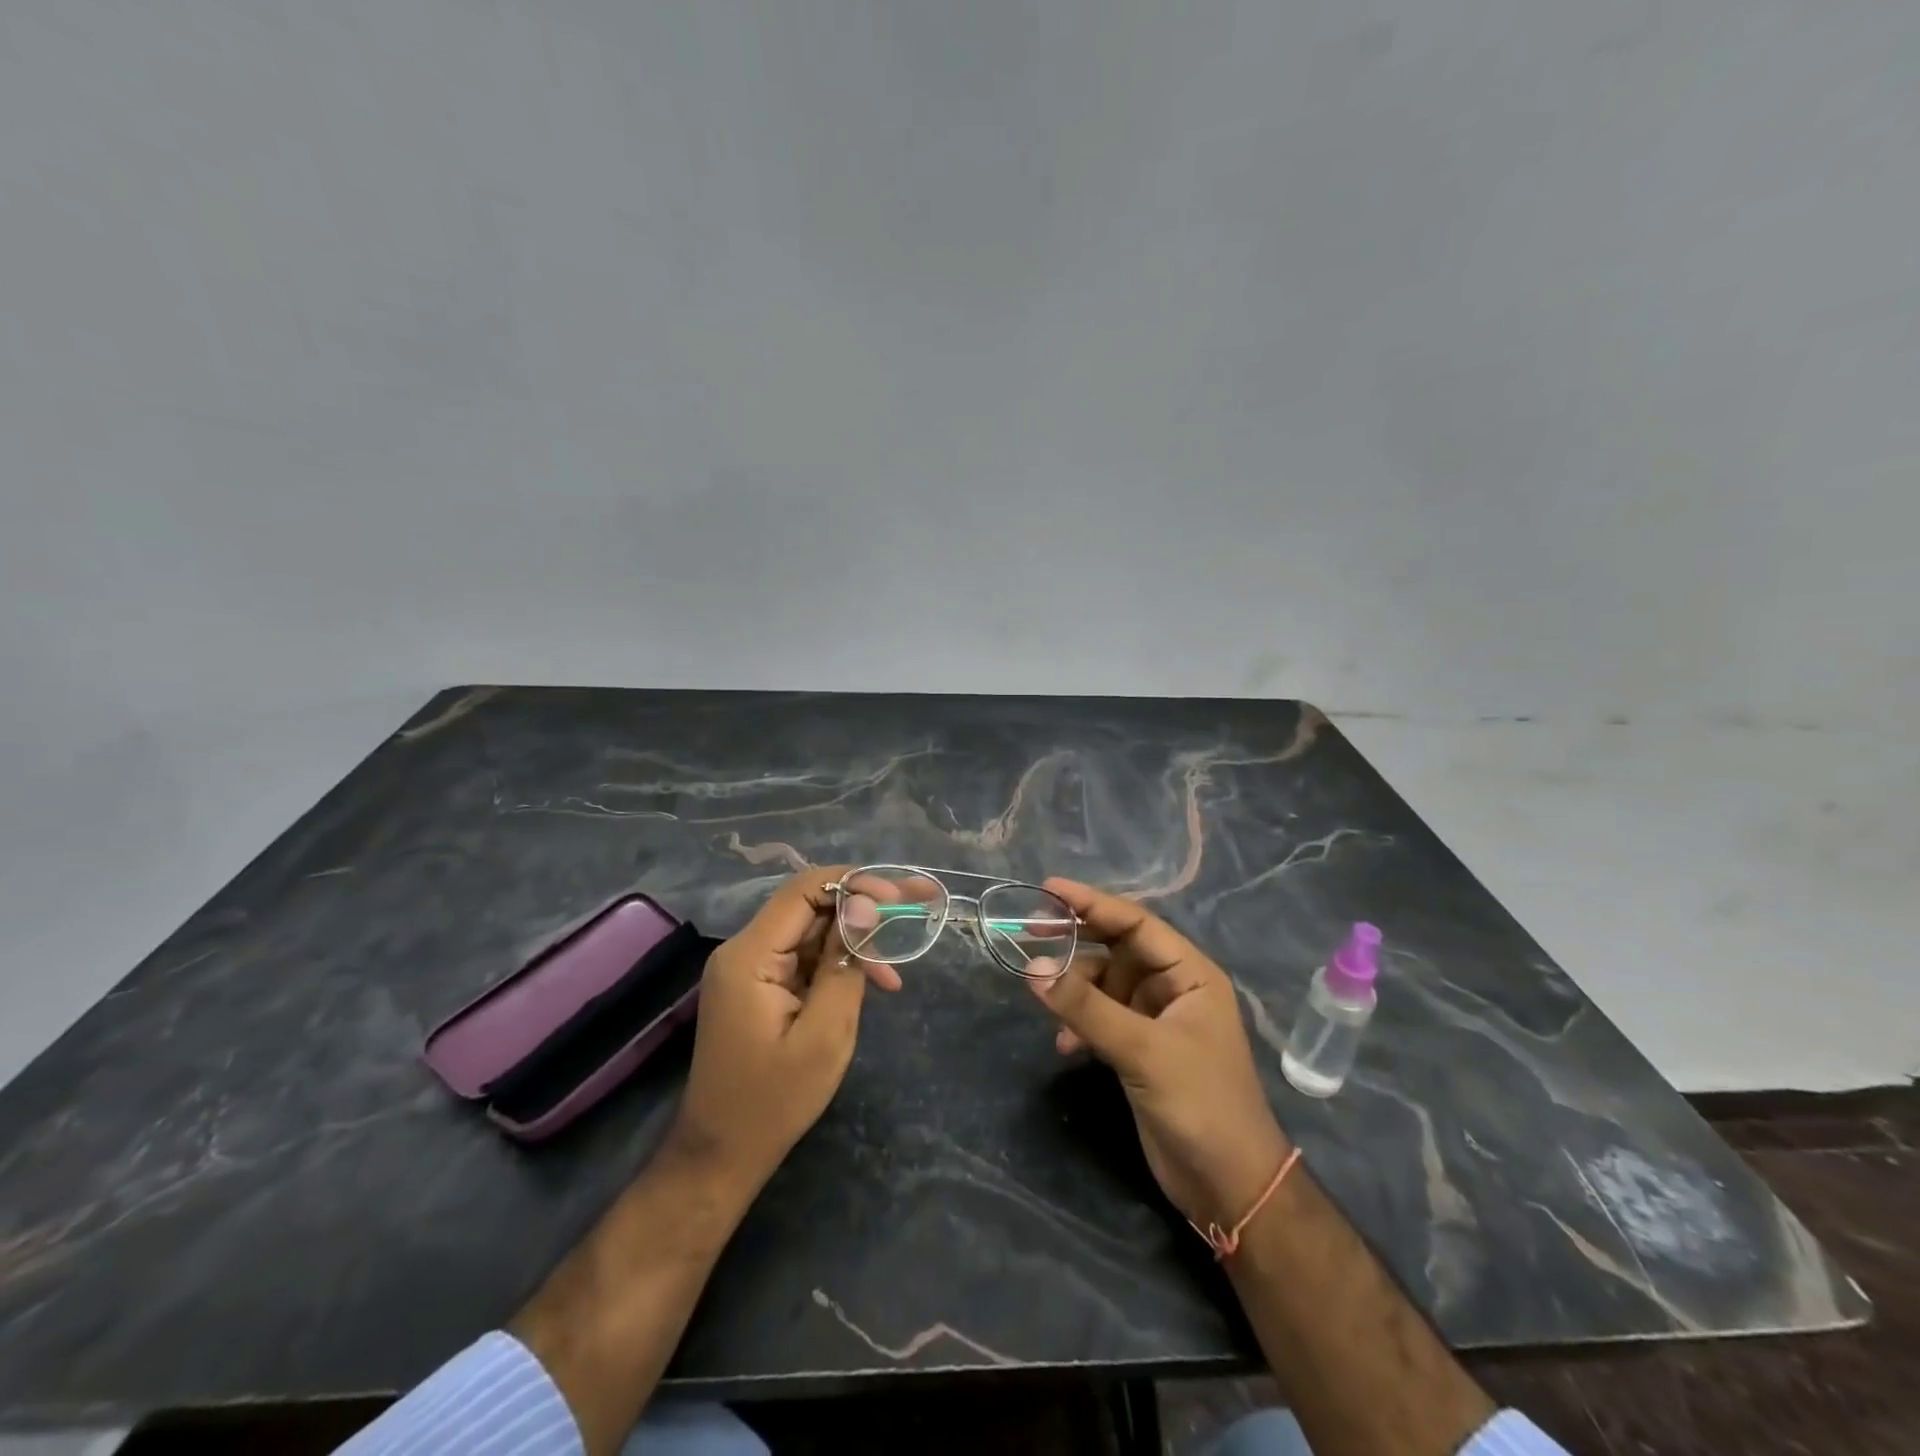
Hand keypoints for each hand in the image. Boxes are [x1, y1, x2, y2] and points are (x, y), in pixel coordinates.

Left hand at [669, 867, 896, 1189]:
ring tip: (894, 976)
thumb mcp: (824, 1034)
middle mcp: (744, 950)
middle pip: (810, 907)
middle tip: (916, 911)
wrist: (722, 1154)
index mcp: (750, 955)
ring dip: (855, 943)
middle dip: (864, 909)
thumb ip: (845, 963)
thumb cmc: (774, 1101)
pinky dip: (838, 965)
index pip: (804, 890)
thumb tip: (866, 907)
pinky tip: (871, 985)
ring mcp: (750, 968)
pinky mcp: (759, 986)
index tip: (898, 898)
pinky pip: (804, 957)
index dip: (854, 883)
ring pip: (812, 932)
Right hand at [1028, 879, 1289, 1229]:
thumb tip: (1031, 968)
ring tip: (1042, 995)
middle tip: (1029, 930)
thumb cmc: (1200, 1104)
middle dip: (1076, 940)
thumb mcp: (1143, 1050)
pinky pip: (1100, 1018)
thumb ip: (1086, 1008)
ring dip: (1074, 989)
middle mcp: (1172, 988)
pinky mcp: (1139, 1050)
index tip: (1047, 889)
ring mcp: (1154, 1019)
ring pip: (1103, 984)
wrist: (1229, 1186)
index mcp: (1190, 974)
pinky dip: (1079, 1023)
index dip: (1091, 903)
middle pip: (1116, 949)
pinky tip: (1065, 1044)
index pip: (1135, 923)